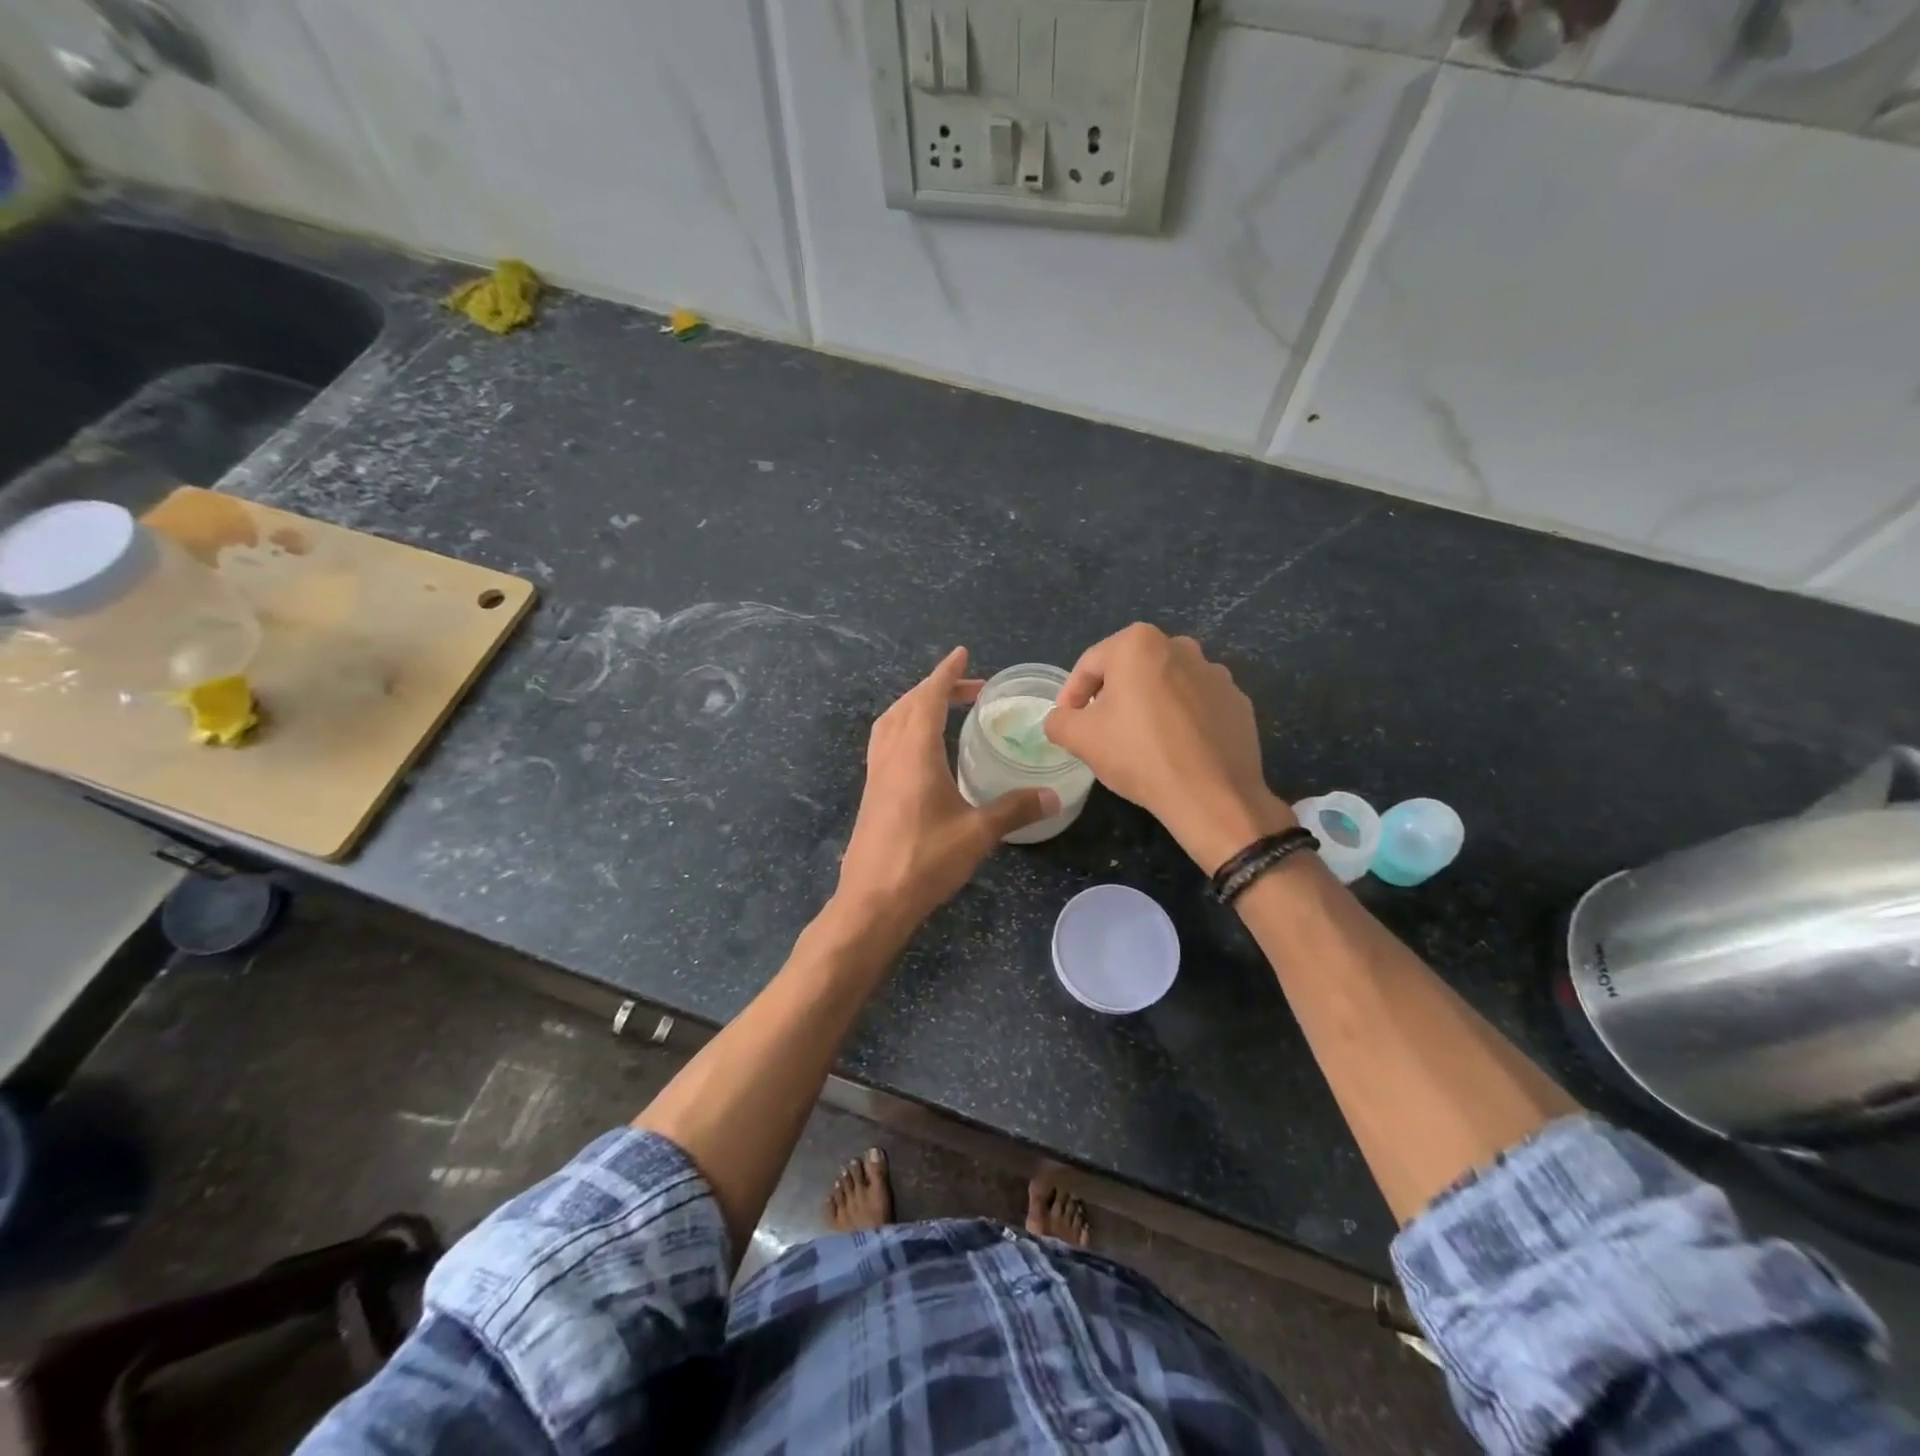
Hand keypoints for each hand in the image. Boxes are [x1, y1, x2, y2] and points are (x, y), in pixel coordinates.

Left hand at [835, 648, 1058, 933]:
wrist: (872, 901)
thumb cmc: (924, 861)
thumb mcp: (977, 834)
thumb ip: (1014, 810)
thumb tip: (1053, 795)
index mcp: (914, 753)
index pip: (928, 698)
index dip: (946, 674)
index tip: (961, 654)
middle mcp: (890, 755)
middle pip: (907, 705)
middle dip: (935, 688)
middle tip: (968, 687)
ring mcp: (876, 775)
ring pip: (890, 723)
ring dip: (915, 706)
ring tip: (943, 708)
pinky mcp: (872, 794)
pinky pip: (885, 743)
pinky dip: (903, 729)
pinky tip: (922, 751)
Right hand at [1043, 624, 1293, 872]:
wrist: (1212, 795)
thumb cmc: (1139, 754)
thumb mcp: (1079, 738)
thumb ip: (1058, 720)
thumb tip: (1061, 719)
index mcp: (1139, 643)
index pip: (1090, 665)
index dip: (1072, 694)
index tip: (1067, 722)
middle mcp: (1181, 646)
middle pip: (1130, 671)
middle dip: (1111, 697)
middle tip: (1100, 731)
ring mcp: (1215, 673)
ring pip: (1165, 685)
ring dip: (1148, 706)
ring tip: (1139, 742)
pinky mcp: (1237, 702)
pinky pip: (1196, 705)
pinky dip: (1181, 719)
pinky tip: (1174, 749)